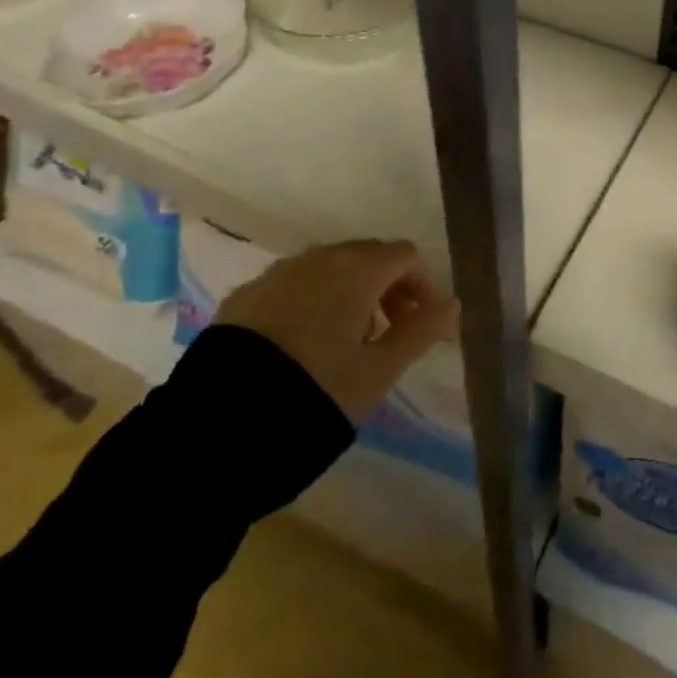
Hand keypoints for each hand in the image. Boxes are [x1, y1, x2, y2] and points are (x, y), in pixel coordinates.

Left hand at [216, 240, 459, 423]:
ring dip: (349, 292)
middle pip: (367, 255)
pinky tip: (301, 343)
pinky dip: (310, 301)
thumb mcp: (380, 370)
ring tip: (346, 341)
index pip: (404, 256)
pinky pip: (292, 285)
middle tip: (389, 332)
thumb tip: (453, 304)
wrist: (223, 422)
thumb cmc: (318, 391)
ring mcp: (277, 273)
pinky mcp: (245, 294)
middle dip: (387, 287)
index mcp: (356, 269)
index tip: (422, 323)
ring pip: (328, 268)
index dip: (422, 284)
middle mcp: (318, 258)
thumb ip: (421, 331)